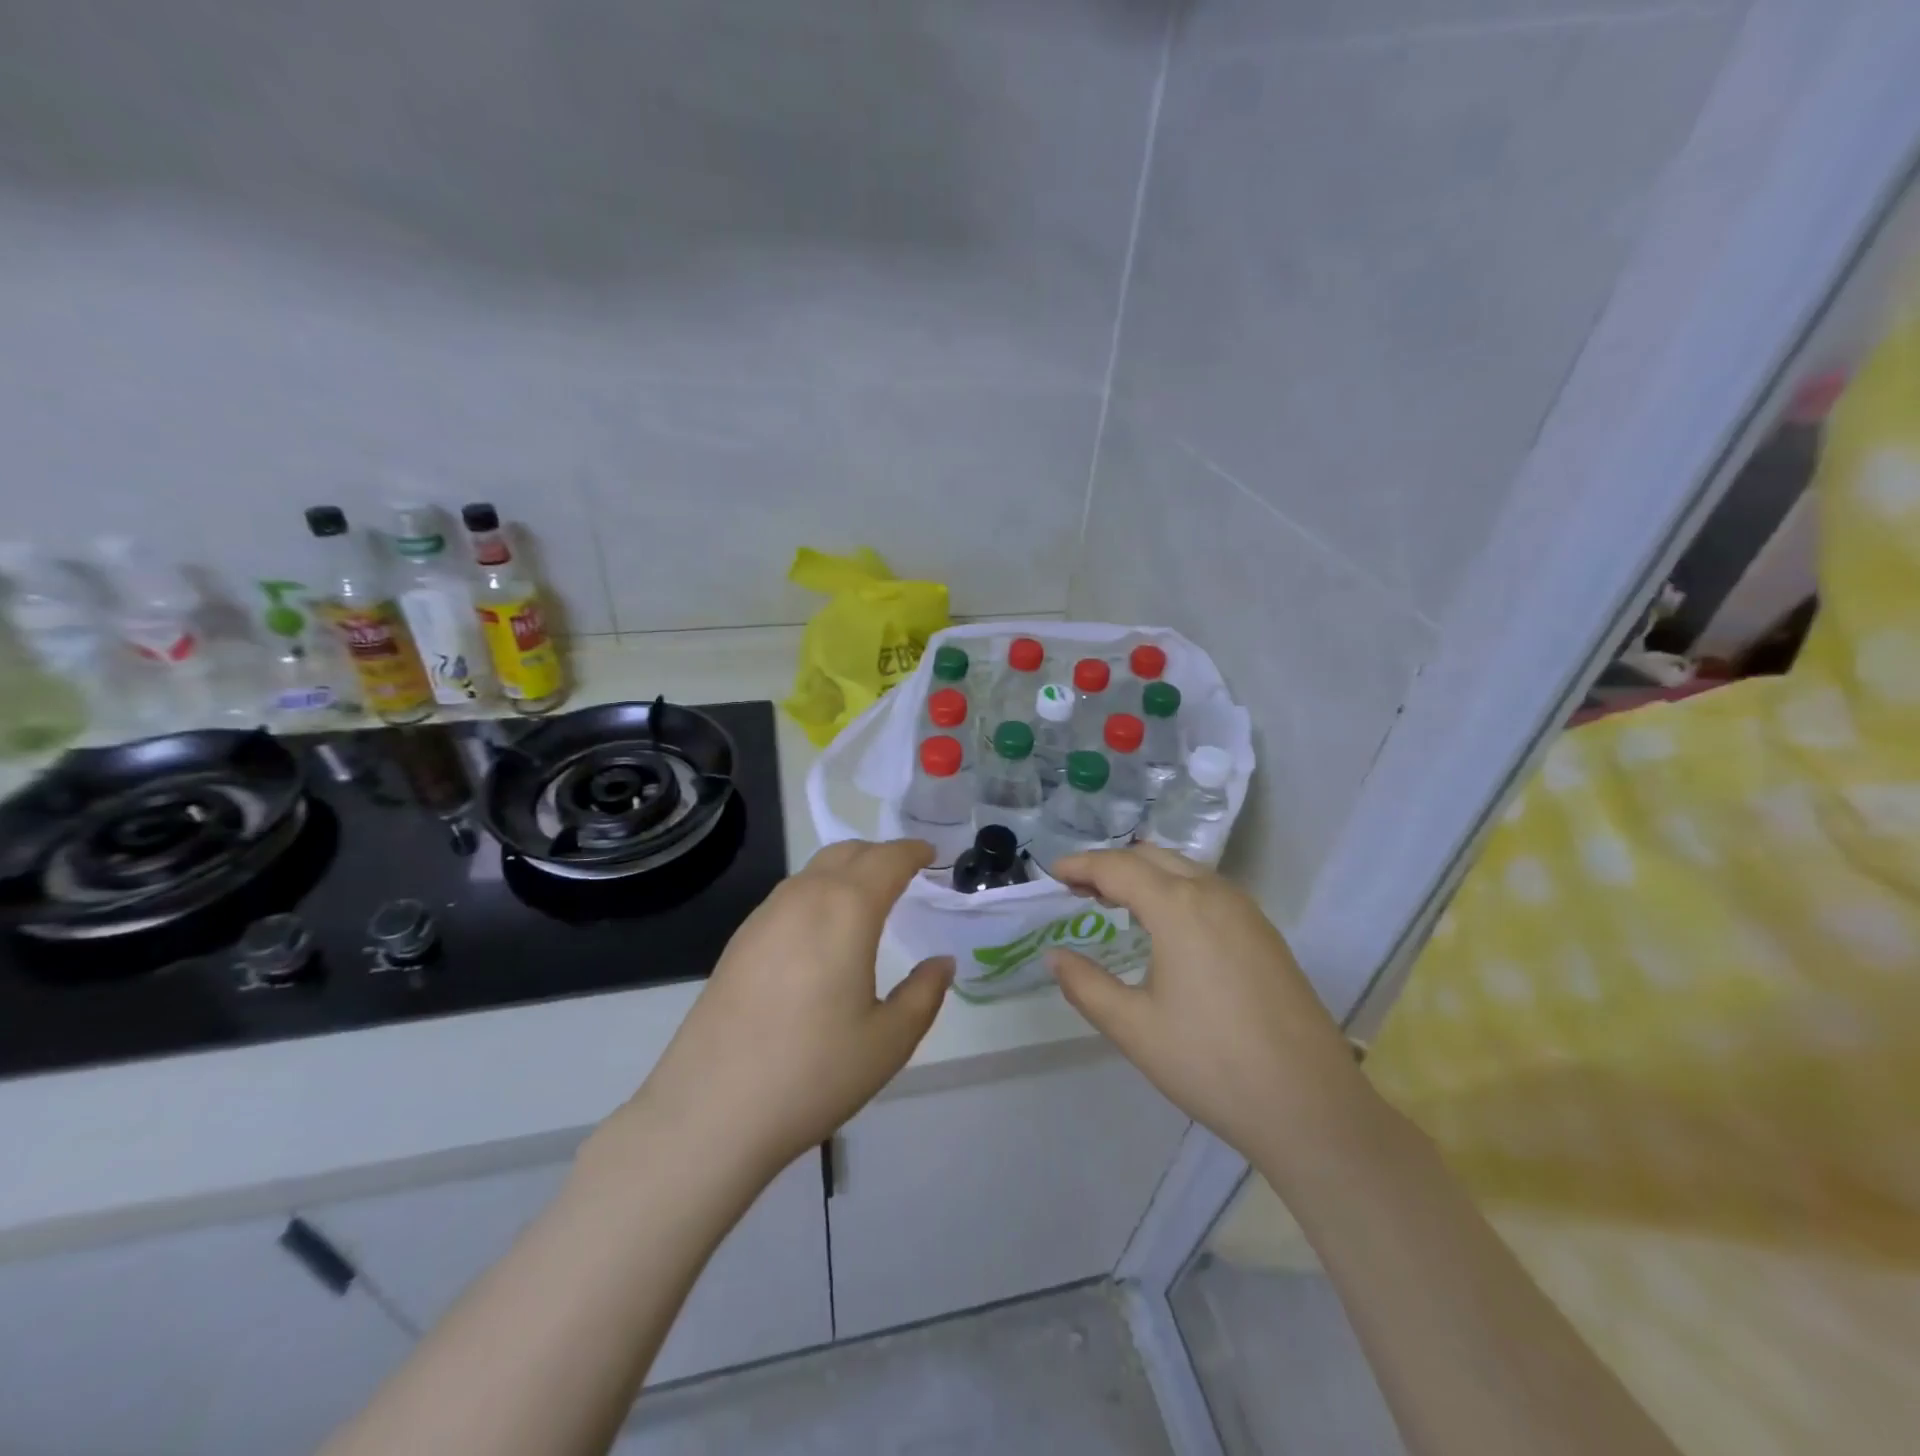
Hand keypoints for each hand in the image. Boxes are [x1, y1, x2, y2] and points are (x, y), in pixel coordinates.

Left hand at [627, 839, 952, 1182]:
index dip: (912, 851)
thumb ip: (924, 993)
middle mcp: (804, 898)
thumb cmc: (813, 1072)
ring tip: (867, 899)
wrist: (711, 1110)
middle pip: (847, 853)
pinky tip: (821, 932)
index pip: (887, 860)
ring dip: (846, 871)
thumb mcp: (889, 1041)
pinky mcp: (739, 941)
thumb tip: (941, 963)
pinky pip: (789, 896)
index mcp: (846, 910)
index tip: (931, 853)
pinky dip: (817, 893)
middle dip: (880, 854)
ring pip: (814, 871)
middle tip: (905, 873)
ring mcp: (764, 916)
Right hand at [1046, 845, 1374, 1183]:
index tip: (1052, 873)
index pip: (1117, 867)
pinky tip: (1166, 925)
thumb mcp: (1133, 1027)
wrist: (1310, 1106)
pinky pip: (1209, 890)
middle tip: (1078, 888)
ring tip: (1115, 901)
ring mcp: (1246, 911)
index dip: (1081, 865)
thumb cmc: (1211, 1063)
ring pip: (1185, 870)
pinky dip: (1175, 890)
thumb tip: (1054, 957)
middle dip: (1111, 865)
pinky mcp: (1265, 933)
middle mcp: (1214, 893)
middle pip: (1152, 858)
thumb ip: (1085, 985)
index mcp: (1178, 906)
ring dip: (1145, 875)